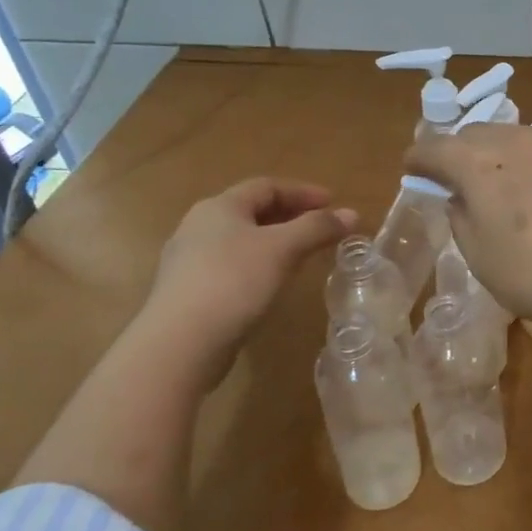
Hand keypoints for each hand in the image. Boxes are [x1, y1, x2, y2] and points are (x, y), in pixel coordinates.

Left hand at [147, 177, 354, 352]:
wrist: (179, 344)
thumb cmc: (234, 282)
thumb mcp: (283, 249)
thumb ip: (318, 228)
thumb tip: (352, 214)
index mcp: (219, 207)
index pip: (266, 186)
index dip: (303, 191)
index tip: (333, 203)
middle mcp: (199, 226)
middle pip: (252, 211)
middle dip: (291, 215)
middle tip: (321, 227)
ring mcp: (189, 261)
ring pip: (241, 240)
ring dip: (275, 241)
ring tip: (302, 254)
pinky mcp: (189, 292)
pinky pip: (232, 266)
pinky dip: (259, 264)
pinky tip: (272, 283)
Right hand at [403, 124, 531, 329]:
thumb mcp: (481, 258)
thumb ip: (461, 219)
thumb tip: (459, 197)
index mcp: (478, 163)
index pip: (434, 148)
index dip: (419, 160)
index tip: (413, 171)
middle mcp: (515, 140)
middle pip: (474, 134)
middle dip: (457, 152)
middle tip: (454, 179)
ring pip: (512, 137)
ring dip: (496, 154)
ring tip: (498, 183)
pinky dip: (530, 162)